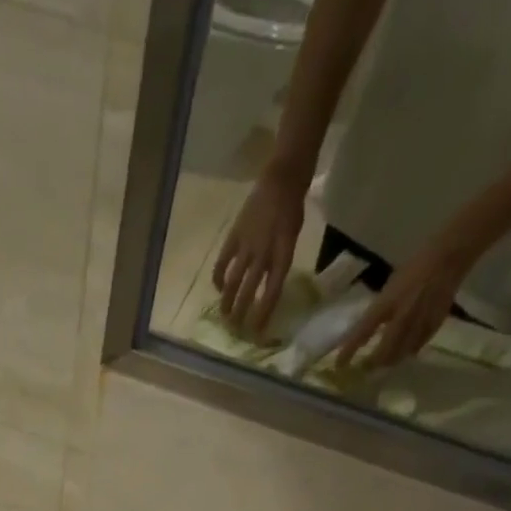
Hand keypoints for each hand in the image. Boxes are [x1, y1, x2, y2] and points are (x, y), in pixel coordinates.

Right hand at [213, 168, 306, 336]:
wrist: (281, 178)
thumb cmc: (292, 210)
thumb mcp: (291, 241)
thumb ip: (278, 264)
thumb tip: (266, 289)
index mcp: (282, 254)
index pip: (272, 292)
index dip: (263, 314)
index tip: (257, 332)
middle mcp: (263, 253)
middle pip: (249, 291)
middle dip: (241, 313)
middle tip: (235, 329)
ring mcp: (246, 244)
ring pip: (233, 280)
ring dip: (227, 301)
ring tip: (224, 316)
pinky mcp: (234, 236)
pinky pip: (223, 262)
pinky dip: (219, 278)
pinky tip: (219, 288)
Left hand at [334, 233, 477, 369]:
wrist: (447, 258)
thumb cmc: (414, 269)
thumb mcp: (389, 289)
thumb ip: (379, 311)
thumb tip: (367, 330)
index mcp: (386, 304)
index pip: (362, 332)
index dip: (349, 351)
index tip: (339, 365)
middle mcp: (401, 318)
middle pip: (384, 352)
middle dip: (373, 363)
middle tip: (365, 368)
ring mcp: (419, 323)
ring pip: (401, 354)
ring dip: (390, 361)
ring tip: (384, 363)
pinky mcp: (434, 325)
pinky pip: (418, 346)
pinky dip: (409, 351)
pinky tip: (405, 352)